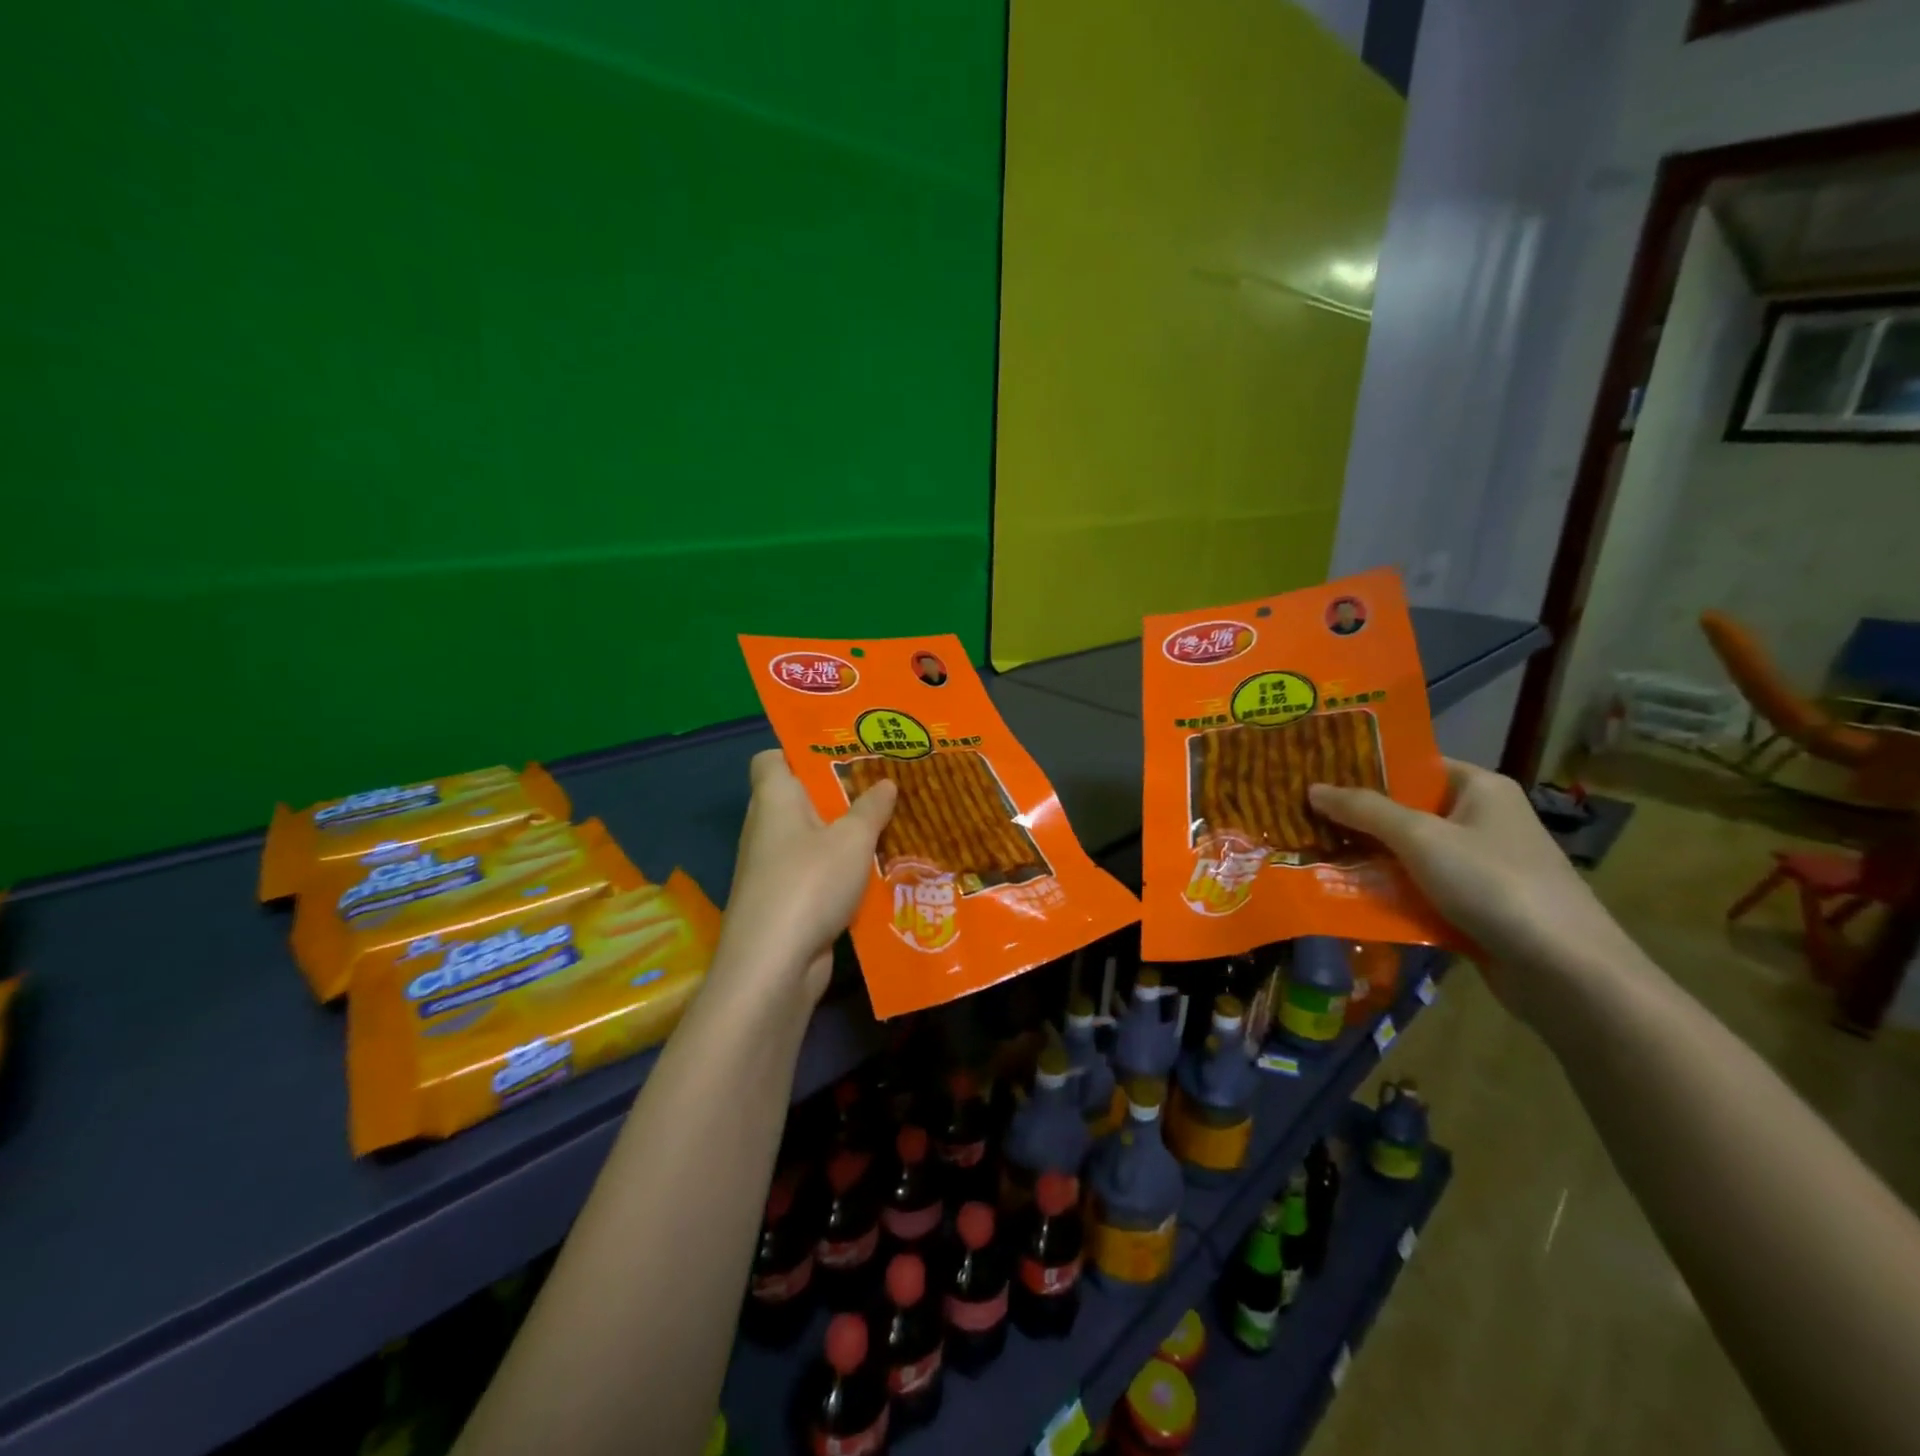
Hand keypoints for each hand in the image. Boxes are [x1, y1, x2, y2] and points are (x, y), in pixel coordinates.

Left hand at [712, 750, 896, 1010]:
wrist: (773, 965)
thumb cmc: (809, 883)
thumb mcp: (853, 839)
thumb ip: (871, 808)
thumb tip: (885, 782)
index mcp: (774, 798)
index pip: (772, 758)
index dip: (801, 751)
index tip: (842, 753)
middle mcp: (767, 826)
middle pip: (799, 797)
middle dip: (839, 792)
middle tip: (882, 785)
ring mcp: (773, 866)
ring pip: (812, 837)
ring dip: (845, 833)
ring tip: (888, 823)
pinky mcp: (785, 899)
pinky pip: (817, 870)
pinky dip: (842, 868)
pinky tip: (876, 869)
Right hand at [1309, 761, 1636, 1023]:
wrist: (1566, 973)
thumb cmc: (1494, 884)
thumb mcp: (1420, 838)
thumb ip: (1364, 811)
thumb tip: (1313, 789)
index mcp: (1479, 788)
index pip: (1412, 765)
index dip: (1364, 769)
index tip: (1314, 774)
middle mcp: (1481, 819)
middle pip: (1405, 810)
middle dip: (1356, 818)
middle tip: (1300, 816)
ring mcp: (1480, 865)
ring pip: (1408, 853)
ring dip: (1367, 858)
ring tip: (1310, 855)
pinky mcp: (1476, 906)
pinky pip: (1419, 888)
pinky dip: (1388, 892)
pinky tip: (1346, 895)